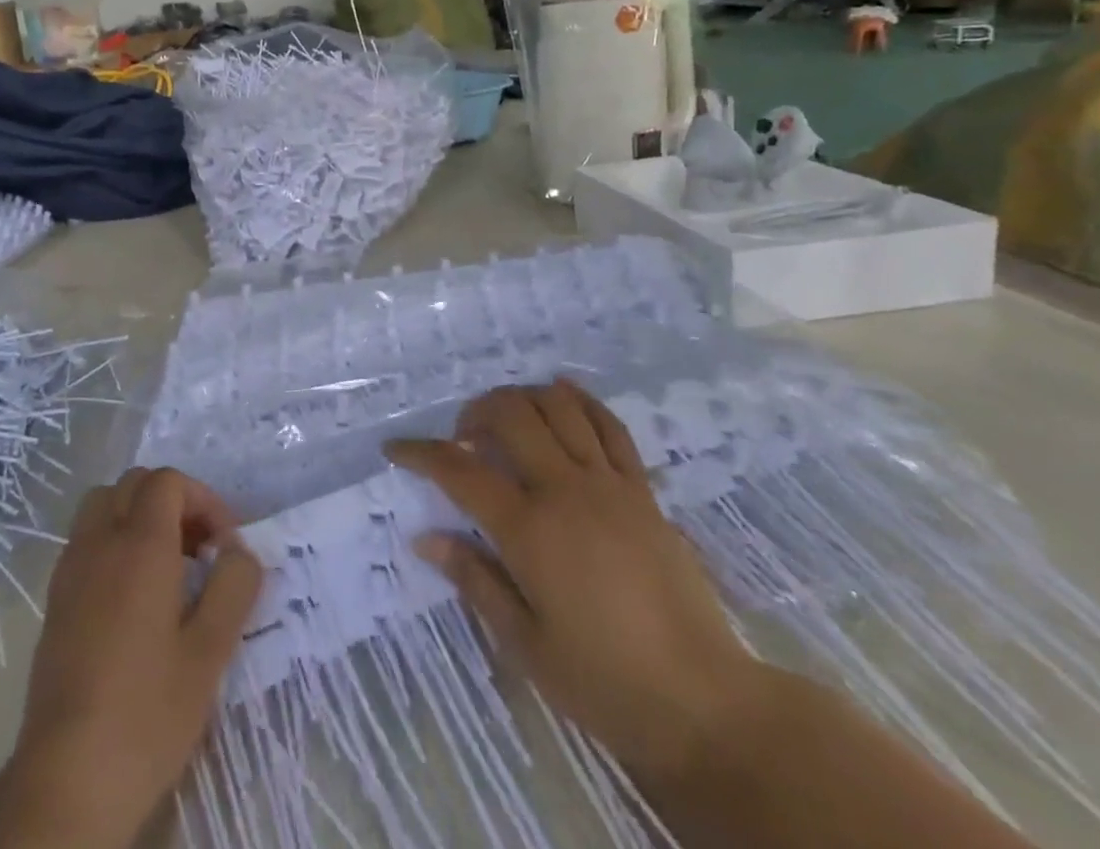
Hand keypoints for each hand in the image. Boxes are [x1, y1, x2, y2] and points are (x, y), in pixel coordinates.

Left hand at [0, 468, 261, 848]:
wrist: (67, 780)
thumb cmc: (147, 713)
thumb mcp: (210, 652)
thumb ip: (233, 586)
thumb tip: (238, 550)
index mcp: (140, 545)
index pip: (168, 482)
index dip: (203, 500)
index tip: (224, 547)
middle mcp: (100, 542)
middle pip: (134, 484)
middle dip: (173, 502)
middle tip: (199, 550)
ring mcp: (71, 569)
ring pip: (104, 505)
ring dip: (138, 516)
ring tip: (166, 566)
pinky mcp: (55, 600)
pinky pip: (86, 540)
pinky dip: (112, 542)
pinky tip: (132, 597)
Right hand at [385, 379, 766, 785]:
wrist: (702, 704)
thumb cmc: (603, 681)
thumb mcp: (525, 643)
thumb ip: (474, 579)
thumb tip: (424, 537)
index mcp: (529, 530)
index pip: (460, 471)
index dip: (421, 454)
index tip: (396, 449)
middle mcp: (565, 490)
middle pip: (510, 415)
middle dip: (474, 412)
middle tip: (462, 439)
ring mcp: (609, 484)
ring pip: (558, 407)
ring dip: (522, 399)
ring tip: (506, 421)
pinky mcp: (642, 491)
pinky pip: (610, 426)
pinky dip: (581, 402)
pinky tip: (563, 396)